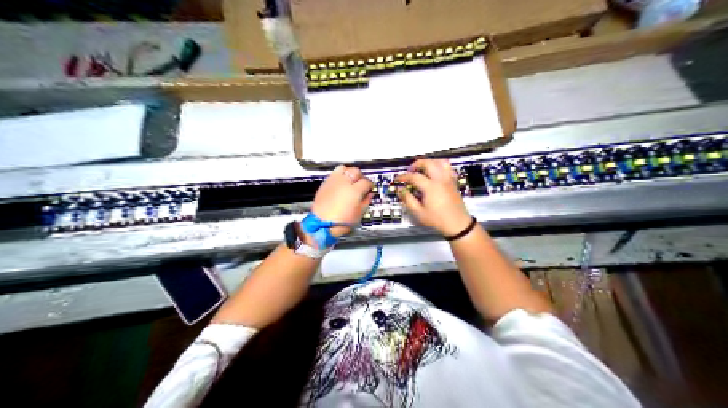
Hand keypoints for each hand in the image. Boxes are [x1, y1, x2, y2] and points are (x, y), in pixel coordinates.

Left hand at [310, 165, 371, 237]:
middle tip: (361, 184)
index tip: (369, 189)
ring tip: (350, 180)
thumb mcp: (358, 214)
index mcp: (355, 191)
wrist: (322, 225)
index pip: (366, 181)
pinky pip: (334, 173)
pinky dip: (339, 176)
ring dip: (349, 173)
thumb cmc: (341, 222)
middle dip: (360, 176)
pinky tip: (340, 183)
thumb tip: (369, 194)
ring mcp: (333, 181)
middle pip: (356, 171)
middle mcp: (344, 183)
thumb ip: (366, 201)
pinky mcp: (325, 183)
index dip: (370, 185)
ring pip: (344, 168)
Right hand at [392, 159, 472, 235]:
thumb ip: (408, 200)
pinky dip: (439, 166)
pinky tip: (435, 173)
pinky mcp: (453, 182)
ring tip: (423, 169)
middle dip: (416, 165)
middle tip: (410, 172)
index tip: (397, 179)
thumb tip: (400, 190)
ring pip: (440, 162)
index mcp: (430, 186)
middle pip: (427, 163)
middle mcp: (440, 179)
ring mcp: (448, 179)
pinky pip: (447, 168)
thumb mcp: (419, 213)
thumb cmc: (437, 219)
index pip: (414, 176)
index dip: (404, 176)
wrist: (457, 224)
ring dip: (429, 162)